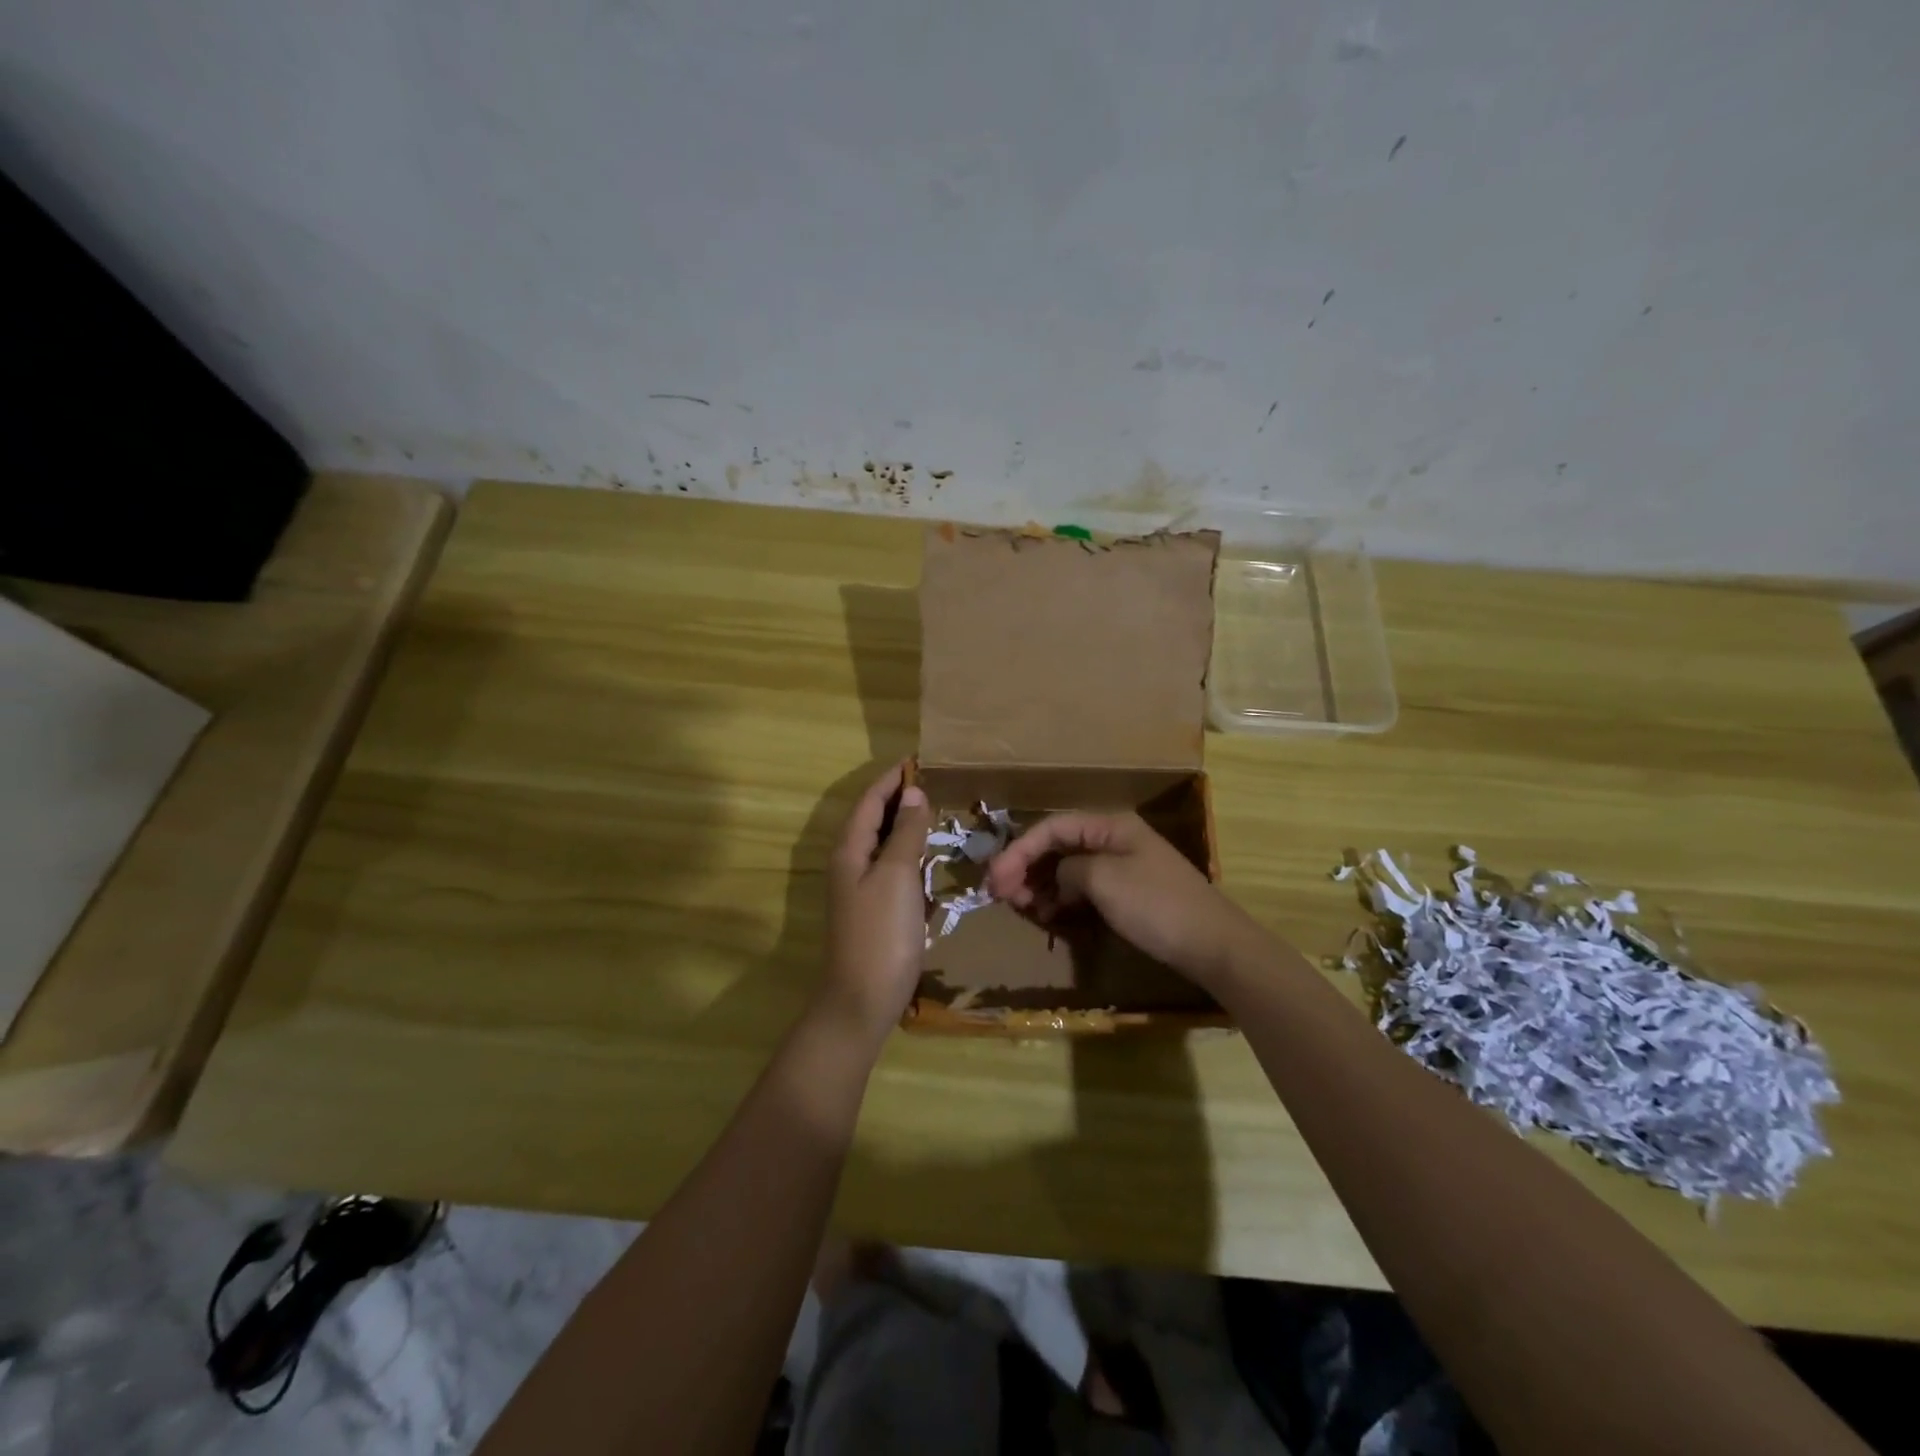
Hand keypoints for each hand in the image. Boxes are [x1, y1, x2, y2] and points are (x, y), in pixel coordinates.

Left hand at [817, 762, 933, 1046]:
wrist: (862, 1000)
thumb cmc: (880, 933)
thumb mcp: (896, 875)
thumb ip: (904, 832)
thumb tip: (914, 793)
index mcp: (850, 849)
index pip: (870, 800)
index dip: (891, 779)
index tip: (917, 760)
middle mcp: (850, 863)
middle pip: (873, 819)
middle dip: (898, 798)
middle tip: (932, 782)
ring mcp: (860, 889)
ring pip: (882, 844)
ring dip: (904, 825)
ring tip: (934, 810)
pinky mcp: (874, 910)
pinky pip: (891, 869)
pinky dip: (908, 854)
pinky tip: (928, 857)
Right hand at [987, 812, 1263, 989]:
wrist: (1212, 945)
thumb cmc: (1156, 905)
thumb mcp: (1104, 880)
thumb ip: (1069, 869)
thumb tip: (1059, 876)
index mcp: (1109, 825)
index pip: (1052, 827)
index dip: (1019, 849)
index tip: (995, 878)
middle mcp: (1113, 839)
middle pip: (1058, 846)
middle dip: (1026, 867)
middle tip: (1001, 894)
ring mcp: (1121, 867)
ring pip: (1068, 869)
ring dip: (1041, 884)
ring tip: (1020, 905)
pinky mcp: (1127, 894)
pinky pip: (1083, 889)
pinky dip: (1062, 899)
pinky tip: (1049, 915)